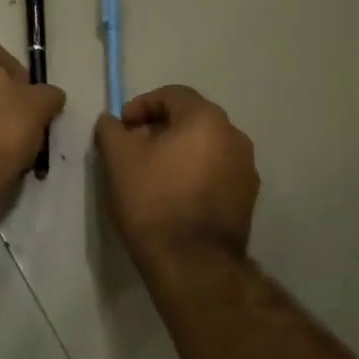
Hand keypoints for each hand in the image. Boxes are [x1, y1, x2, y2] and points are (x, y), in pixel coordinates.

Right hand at [95, 85, 258, 260]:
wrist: (192, 264)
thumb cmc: (153, 201)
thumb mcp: (118, 160)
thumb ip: (112, 130)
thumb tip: (111, 121)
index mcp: (206, 119)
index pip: (172, 95)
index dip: (141, 105)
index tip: (122, 128)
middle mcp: (234, 136)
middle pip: (191, 119)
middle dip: (159, 129)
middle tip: (133, 150)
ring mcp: (246, 169)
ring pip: (205, 147)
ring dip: (178, 152)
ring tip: (152, 175)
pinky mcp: (247, 198)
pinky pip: (216, 172)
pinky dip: (194, 174)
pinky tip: (174, 196)